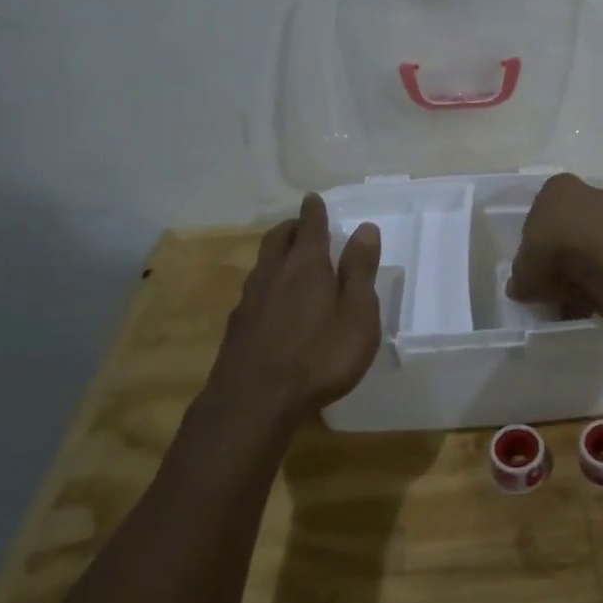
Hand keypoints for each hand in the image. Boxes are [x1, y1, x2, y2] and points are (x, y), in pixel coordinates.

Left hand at [205, 194, 382, 423]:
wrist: (253, 402)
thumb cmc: (319, 356)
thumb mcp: (357, 315)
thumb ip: (360, 271)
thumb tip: (365, 229)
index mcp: (307, 265)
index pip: (311, 226)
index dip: (314, 211)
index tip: (314, 199)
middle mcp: (274, 273)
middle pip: (278, 238)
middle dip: (292, 227)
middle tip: (303, 225)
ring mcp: (250, 300)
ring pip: (263, 263)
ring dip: (277, 253)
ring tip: (289, 259)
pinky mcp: (237, 327)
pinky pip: (254, 290)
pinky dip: (267, 282)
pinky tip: (273, 302)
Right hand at [506, 172, 602, 317]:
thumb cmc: (555, 254)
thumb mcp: (523, 273)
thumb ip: (520, 278)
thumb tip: (520, 286)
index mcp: (555, 187)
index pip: (541, 211)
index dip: (537, 240)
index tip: (535, 263)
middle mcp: (587, 190)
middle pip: (570, 223)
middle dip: (564, 250)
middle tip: (554, 279)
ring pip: (593, 240)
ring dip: (586, 263)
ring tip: (576, 295)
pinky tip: (595, 296)